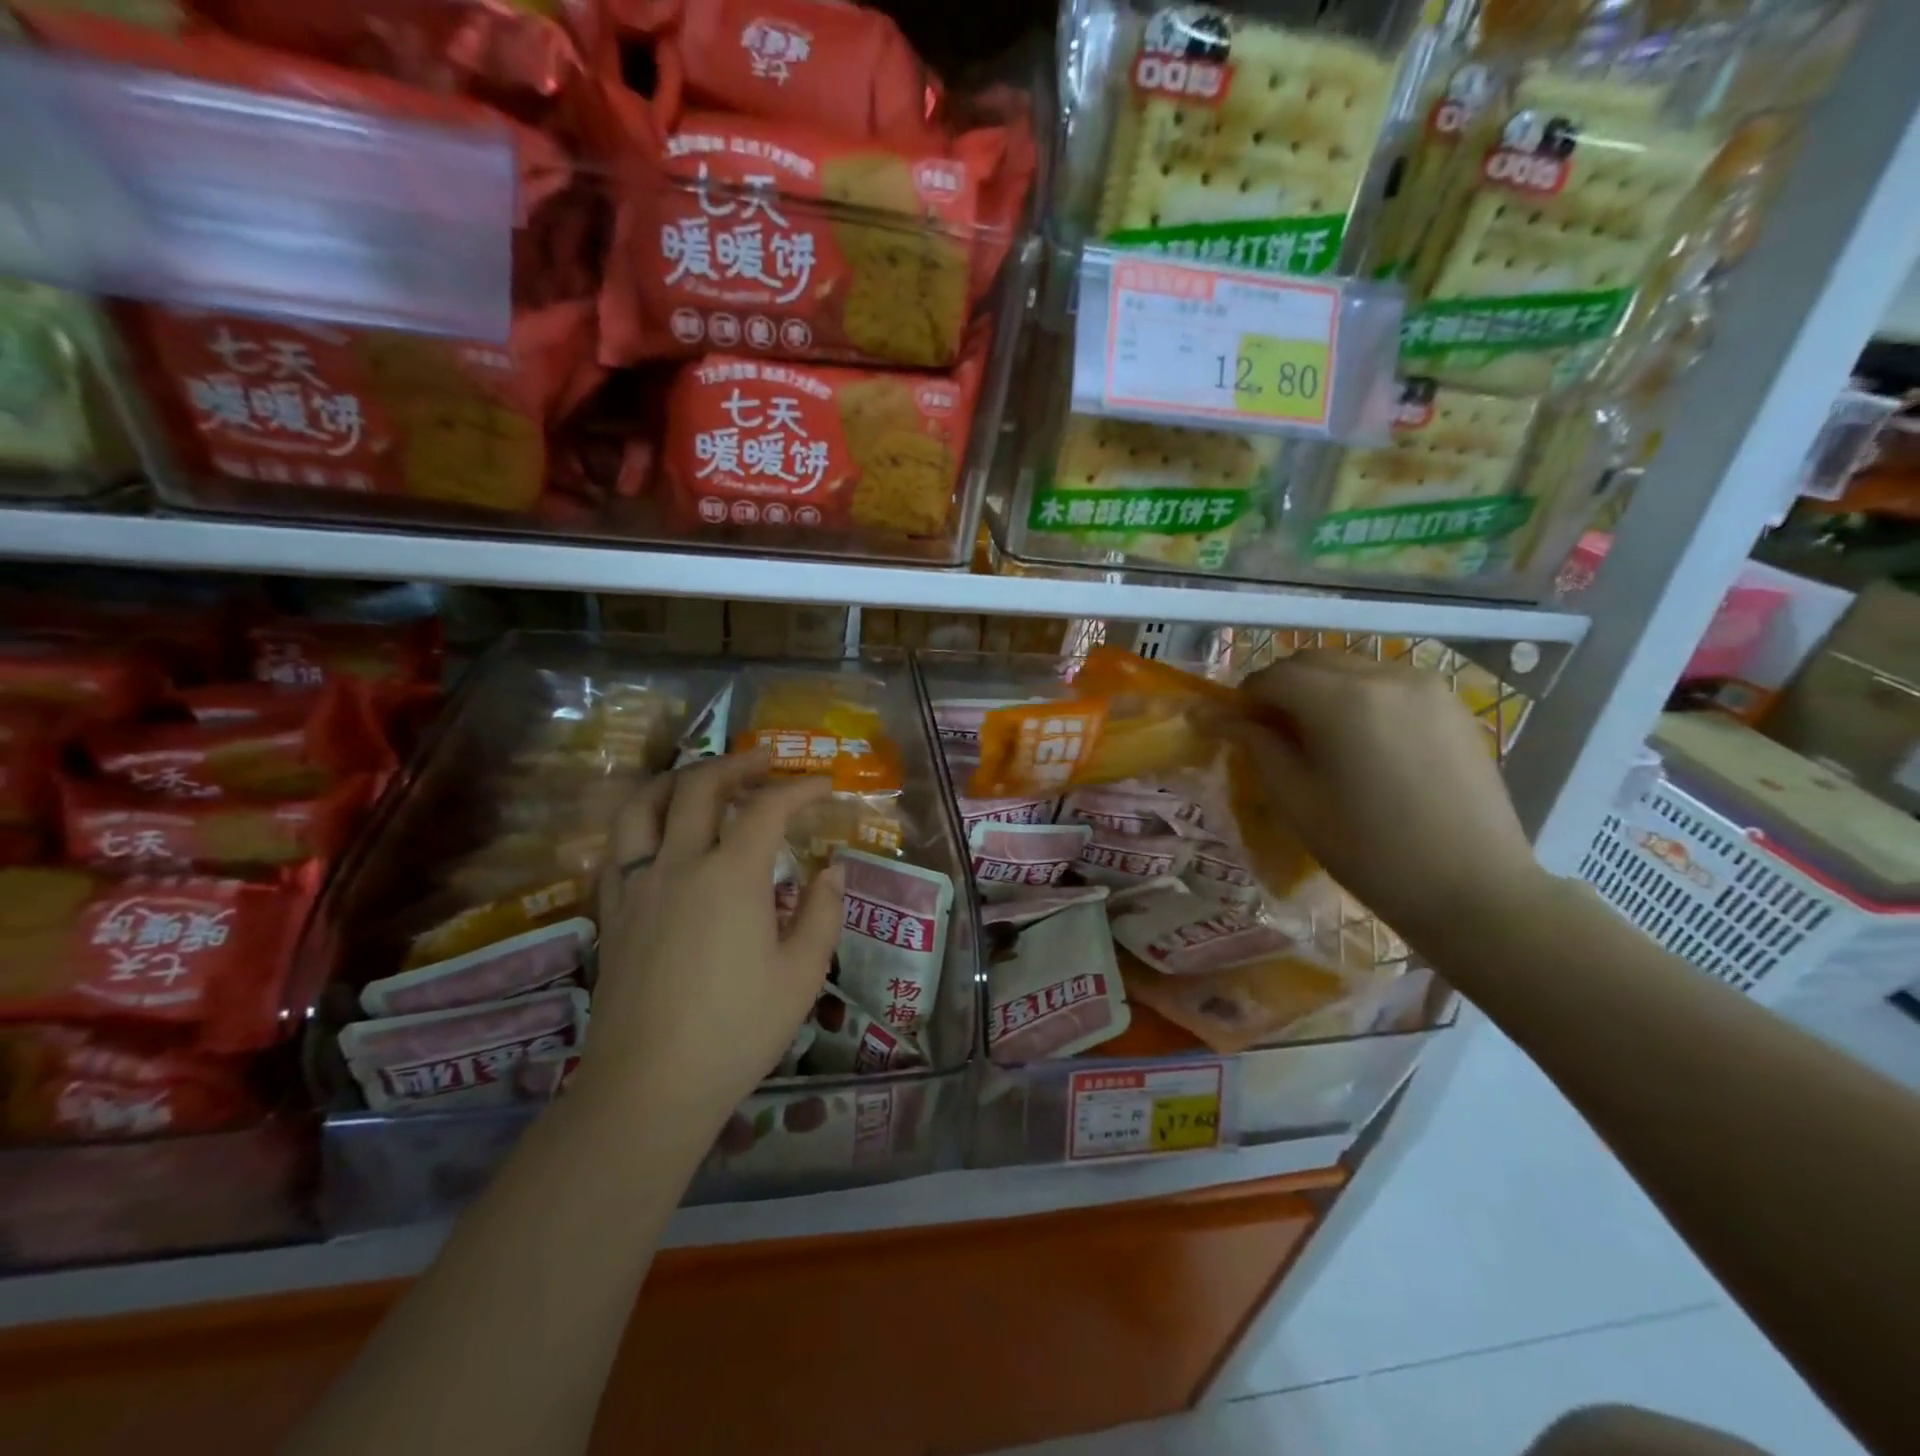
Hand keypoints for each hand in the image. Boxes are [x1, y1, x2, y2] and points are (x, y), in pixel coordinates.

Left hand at [576, 750, 844, 1126]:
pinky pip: (618, 848)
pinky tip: (658, 837)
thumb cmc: (737, 1029)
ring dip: (675, 781)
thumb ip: (822, 913)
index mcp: (731, 875)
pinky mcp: (612, 913)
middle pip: (699, 788)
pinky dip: (641, 824)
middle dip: (736, 765)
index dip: (798, 788)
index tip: (822, 785)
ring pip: (642, 807)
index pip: (767, 808)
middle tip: (765, 762)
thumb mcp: (801, 974)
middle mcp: (679, 864)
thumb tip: (832, 871)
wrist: (649, 1086)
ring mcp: (637, 886)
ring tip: (700, 780)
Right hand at [1223, 651, 1548, 950]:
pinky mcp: (1452, 704)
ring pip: (1351, 668)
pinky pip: (1388, 683)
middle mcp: (1385, 675)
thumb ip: (1255, 744)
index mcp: (1341, 699)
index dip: (1246, 698)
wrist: (1473, 888)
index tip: (1236, 728)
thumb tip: (1213, 716)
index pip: (1273, 676)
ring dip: (1320, 689)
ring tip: (1318, 738)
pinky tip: (1362, 742)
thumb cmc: (1368, 850)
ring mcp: (1426, 686)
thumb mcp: (1296, 798)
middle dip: (1282, 688)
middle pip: (1312, 661)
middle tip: (1271, 732)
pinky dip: (1359, 696)